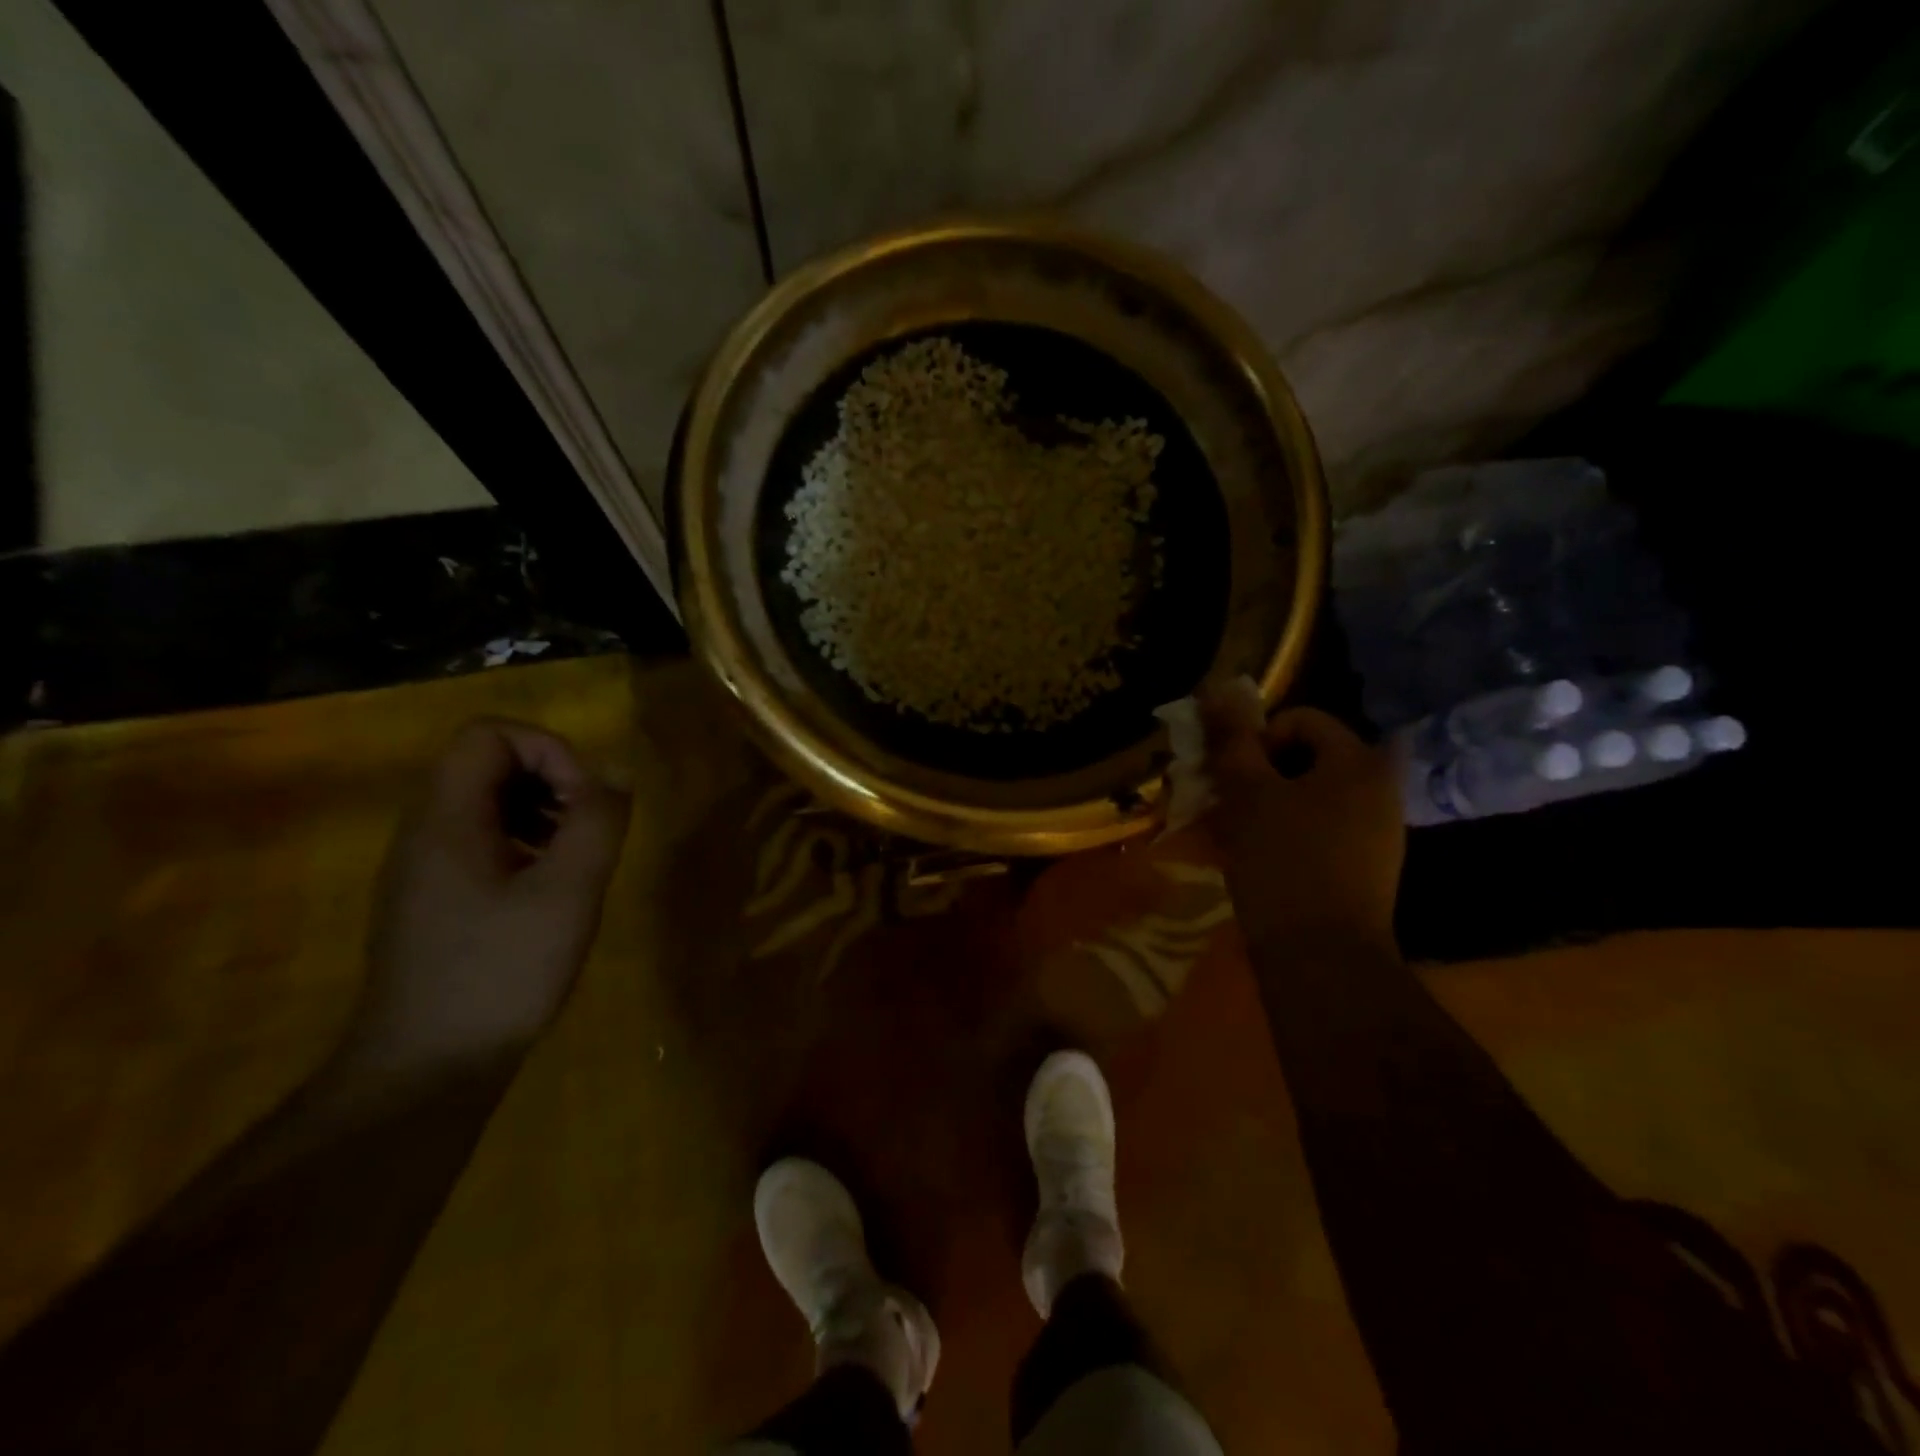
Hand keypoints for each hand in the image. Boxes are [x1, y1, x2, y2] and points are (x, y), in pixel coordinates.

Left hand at [345, 720, 630, 1075]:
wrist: (426, 1069)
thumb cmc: (501, 972)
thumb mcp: (568, 892)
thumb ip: (598, 822)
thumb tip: (617, 772)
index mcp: (446, 819)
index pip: (489, 734)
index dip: (549, 749)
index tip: (586, 799)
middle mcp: (424, 832)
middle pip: (487, 764)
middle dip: (552, 781)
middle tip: (589, 828)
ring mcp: (423, 868)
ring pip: (487, 803)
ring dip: (543, 812)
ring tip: (577, 858)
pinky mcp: (433, 900)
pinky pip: (481, 841)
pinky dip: (525, 844)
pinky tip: (551, 890)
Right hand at [1199, 692, 1404, 958]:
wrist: (1322, 958)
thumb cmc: (1283, 862)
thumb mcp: (1247, 794)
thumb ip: (1233, 740)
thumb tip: (1219, 688)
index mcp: (1359, 763)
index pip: (1301, 720)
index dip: (1258, 739)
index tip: (1233, 777)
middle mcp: (1378, 790)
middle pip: (1305, 758)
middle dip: (1257, 774)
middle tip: (1225, 803)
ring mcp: (1376, 832)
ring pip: (1307, 796)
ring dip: (1265, 805)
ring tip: (1233, 833)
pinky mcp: (1364, 867)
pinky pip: (1318, 830)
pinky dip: (1284, 833)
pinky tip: (1256, 859)